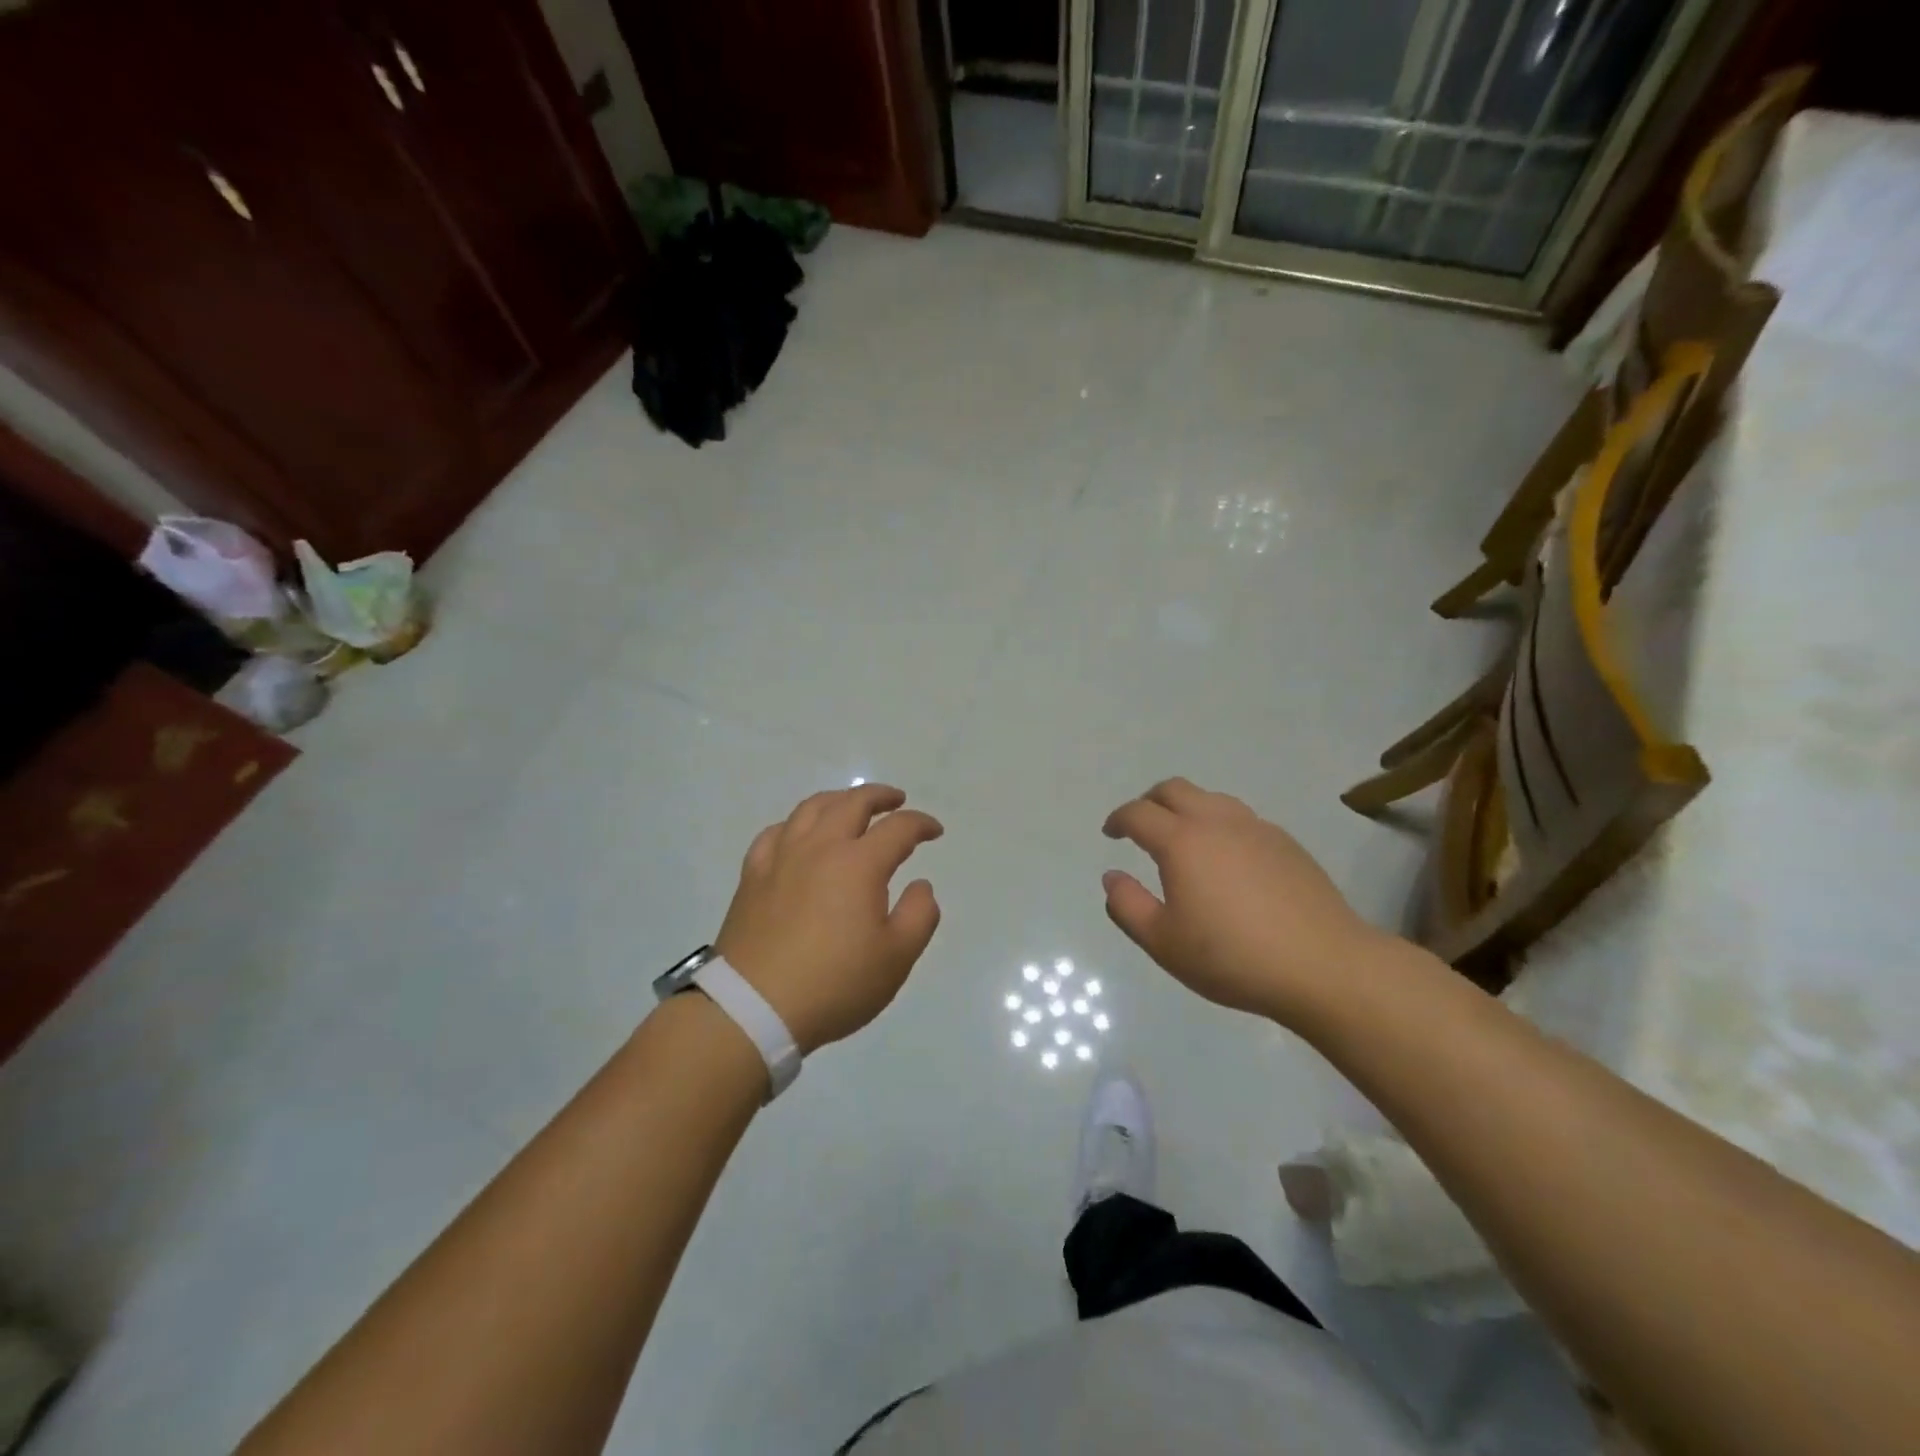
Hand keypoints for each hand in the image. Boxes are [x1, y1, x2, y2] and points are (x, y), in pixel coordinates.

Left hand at [715, 784, 942, 1053]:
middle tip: (896, 800)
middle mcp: (820, 847)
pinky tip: (798, 834)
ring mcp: (781, 858)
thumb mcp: (896, 958)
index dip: (921, 824)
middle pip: (852, 803)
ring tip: (850, 805)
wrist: (753, 1007)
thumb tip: (920, 885)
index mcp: (859, 864)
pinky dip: (794, 824)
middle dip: (880, 796)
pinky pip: (775, 833)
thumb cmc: (834, 984)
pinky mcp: (753, 876)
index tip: (935, 832)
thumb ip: (919, 915)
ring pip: (811, 808)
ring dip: (838, 799)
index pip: (898, 828)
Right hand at [1101, 777, 1384, 1025]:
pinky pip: (1240, 818)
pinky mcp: (1286, 843)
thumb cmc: (1233, 957)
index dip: (1118, 819)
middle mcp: (1217, 822)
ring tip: (1182, 837)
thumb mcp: (1163, 942)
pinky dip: (1219, 824)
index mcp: (1182, 841)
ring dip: (1186, 808)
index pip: (1138, 813)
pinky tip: (1226, 858)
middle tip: (1140, 825)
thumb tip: (1112, 876)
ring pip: (1211, 798)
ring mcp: (1256, 828)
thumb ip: (1128, 906)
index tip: (1110, 834)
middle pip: (1174, 789)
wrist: (1324, 965)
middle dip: (1149, 801)